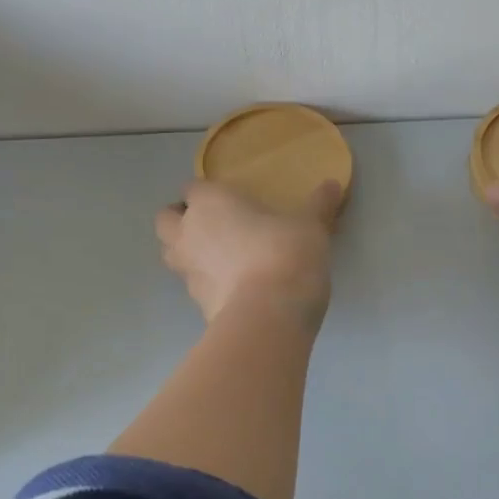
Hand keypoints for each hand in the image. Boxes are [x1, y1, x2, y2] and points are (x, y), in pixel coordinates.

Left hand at [155, 180, 342, 323]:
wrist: (269, 314)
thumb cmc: (286, 253)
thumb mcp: (311, 225)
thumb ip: (319, 205)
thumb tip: (334, 184)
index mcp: (210, 203)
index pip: (192, 188)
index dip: (205, 192)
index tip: (227, 198)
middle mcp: (189, 233)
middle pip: (165, 220)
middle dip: (180, 220)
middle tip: (210, 225)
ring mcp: (188, 271)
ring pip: (171, 254)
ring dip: (186, 252)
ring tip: (218, 256)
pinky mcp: (196, 304)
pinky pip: (193, 285)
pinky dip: (206, 283)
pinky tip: (233, 287)